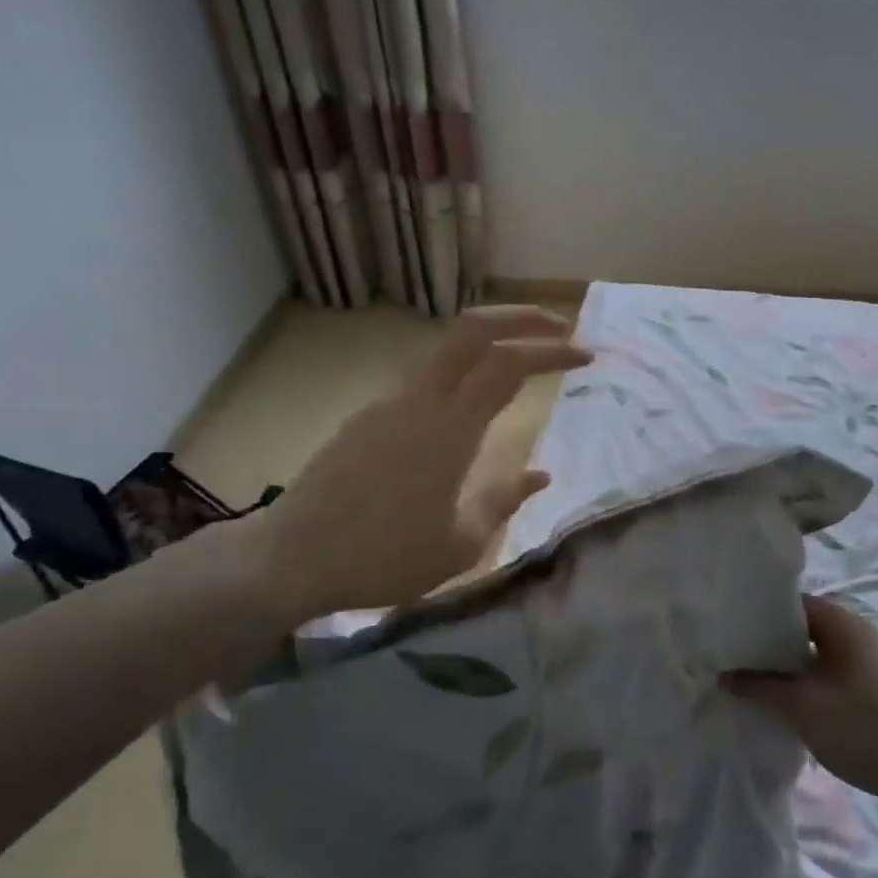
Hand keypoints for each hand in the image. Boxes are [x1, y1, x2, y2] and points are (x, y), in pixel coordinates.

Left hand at [253, 306, 588, 619]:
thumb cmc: (383, 558)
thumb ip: (503, 501)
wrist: (291, 559)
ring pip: (444, 353)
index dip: (552, 351)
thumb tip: (539, 475)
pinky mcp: (364, 420)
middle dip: (520, 318)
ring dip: (487, 347)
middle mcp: (418, 401)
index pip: (508, 365)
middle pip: (472, 330)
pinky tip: (463, 418)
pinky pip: (421, 385)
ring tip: (518, 369)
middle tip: (558, 328)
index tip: (586, 357)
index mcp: (450, 430)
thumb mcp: (459, 545)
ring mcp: (386, 405)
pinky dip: (457, 380)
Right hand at [724, 596, 877, 805]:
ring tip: (749, 679)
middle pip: (802, 628)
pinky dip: (804, 681)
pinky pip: (828, 672)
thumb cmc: (862, 729)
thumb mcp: (801, 707)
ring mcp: (867, 660)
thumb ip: (759, 686)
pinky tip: (783, 700)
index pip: (790, 603)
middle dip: (768, 644)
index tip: (728, 631)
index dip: (757, 615)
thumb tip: (722, 676)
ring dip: (785, 666)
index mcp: (843, 622)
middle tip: (731, 657)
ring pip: (814, 653)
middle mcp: (857, 632)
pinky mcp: (872, 687)